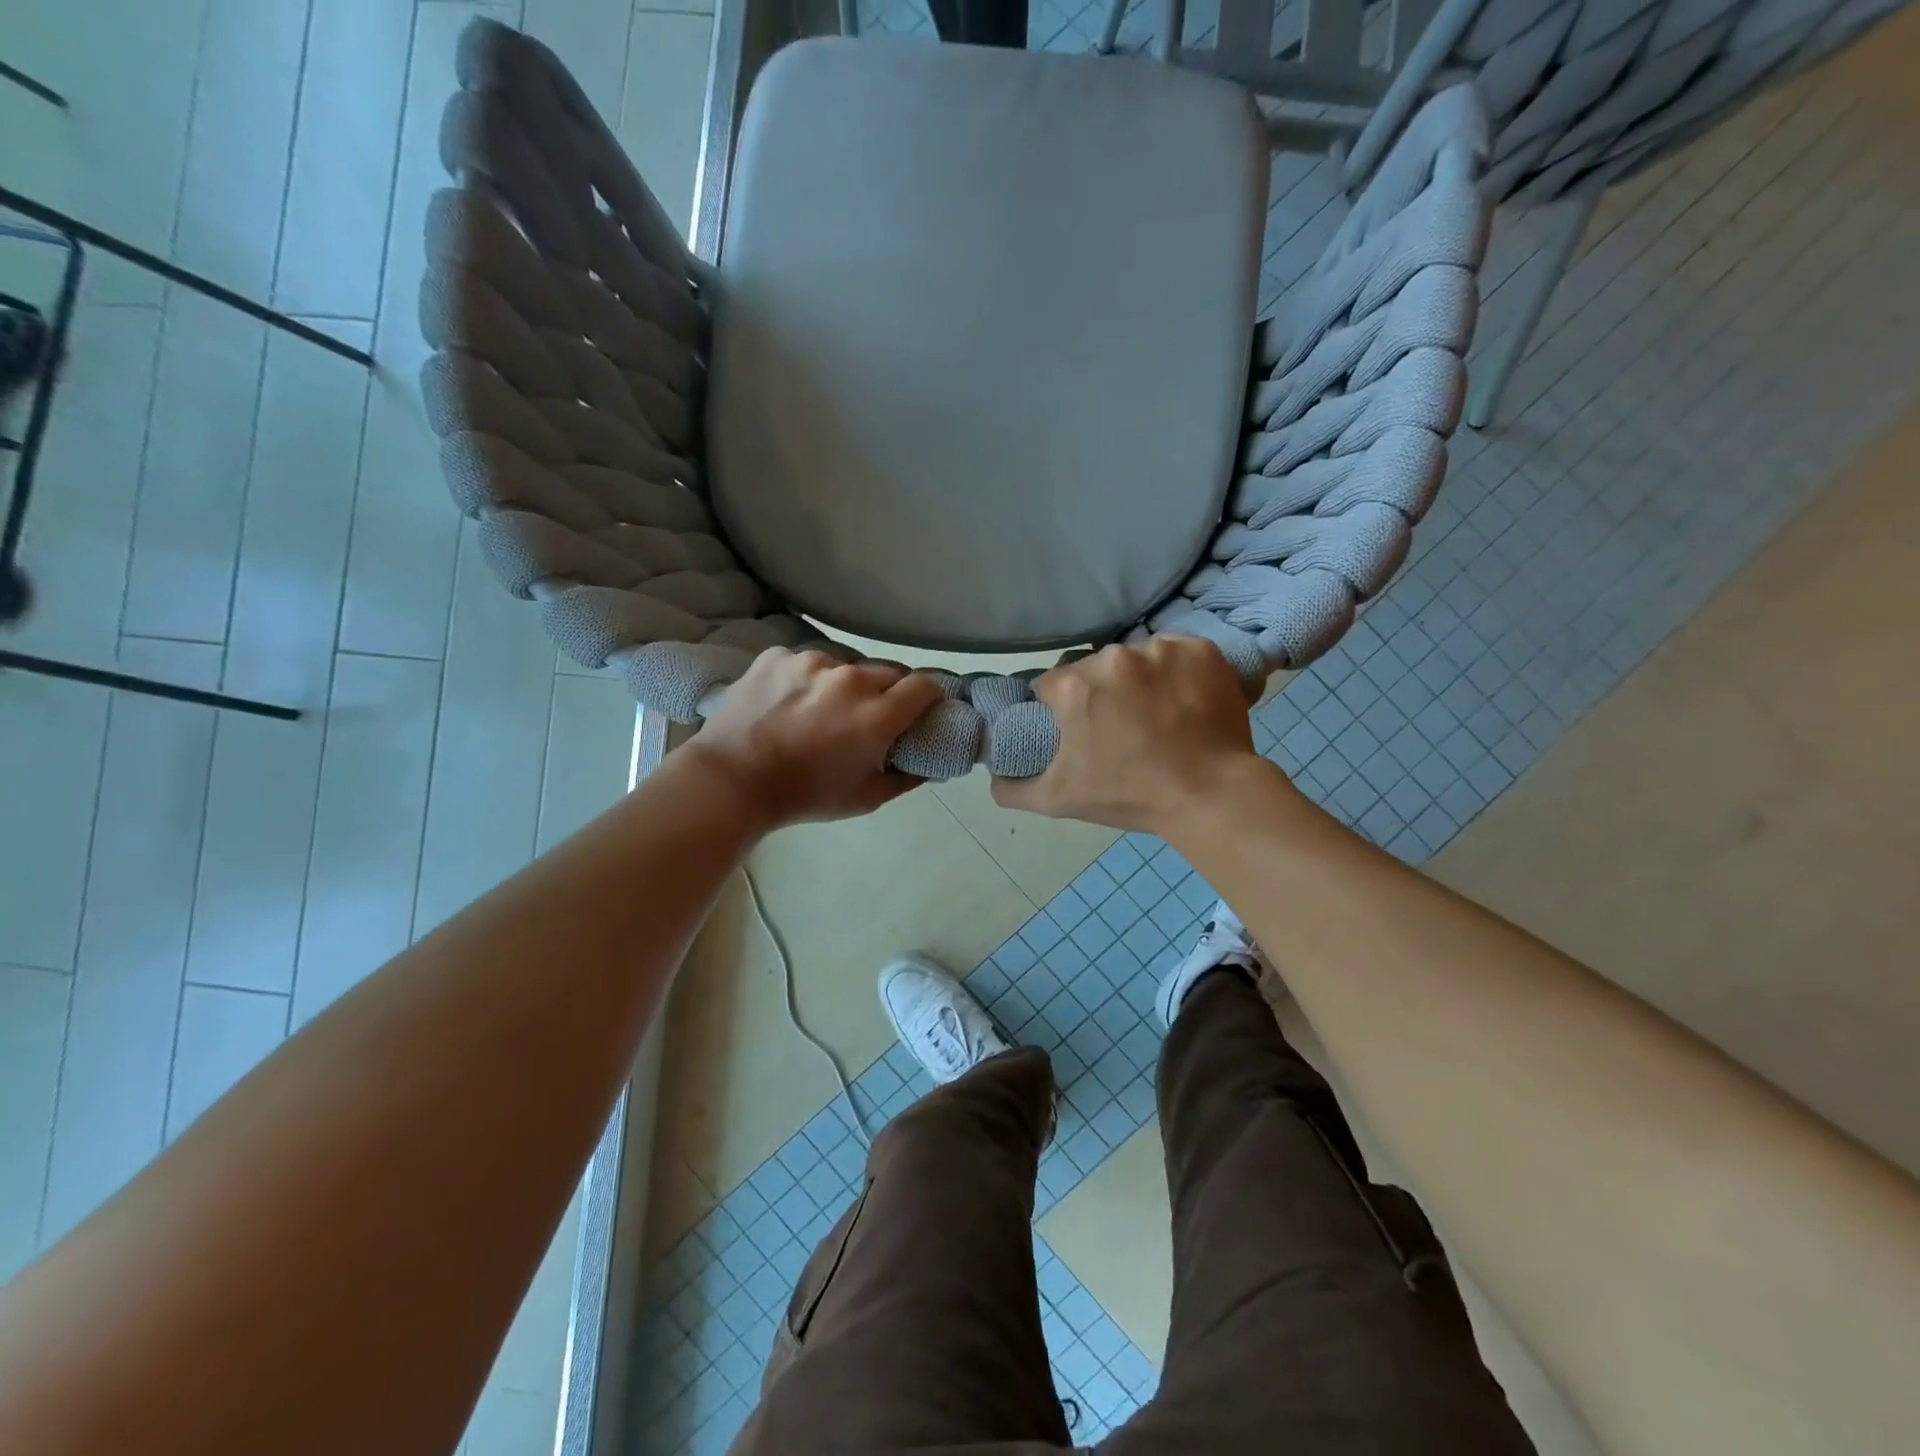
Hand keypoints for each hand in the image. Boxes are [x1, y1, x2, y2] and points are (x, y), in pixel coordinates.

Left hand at [680, 647, 946, 829]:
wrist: (729, 780)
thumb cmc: (803, 796)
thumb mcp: (865, 799)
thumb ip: (907, 777)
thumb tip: (930, 763)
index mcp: (876, 715)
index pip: (925, 685)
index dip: (928, 697)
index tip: (920, 710)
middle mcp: (849, 679)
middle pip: (888, 672)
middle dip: (887, 692)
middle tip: (869, 716)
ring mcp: (810, 662)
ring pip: (846, 665)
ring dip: (844, 684)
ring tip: (820, 710)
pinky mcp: (778, 655)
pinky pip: (807, 662)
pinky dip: (806, 679)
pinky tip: (788, 702)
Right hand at [992, 637, 1276, 833]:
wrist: (1210, 796)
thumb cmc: (1130, 796)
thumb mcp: (1058, 800)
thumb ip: (1012, 788)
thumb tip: (993, 776)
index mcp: (1073, 687)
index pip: (1051, 687)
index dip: (1061, 711)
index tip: (1080, 732)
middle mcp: (1112, 658)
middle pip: (1094, 671)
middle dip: (1100, 694)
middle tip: (1122, 729)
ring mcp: (1160, 650)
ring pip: (1135, 660)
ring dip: (1139, 681)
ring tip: (1158, 716)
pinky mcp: (1200, 650)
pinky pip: (1176, 653)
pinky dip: (1177, 672)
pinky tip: (1184, 701)